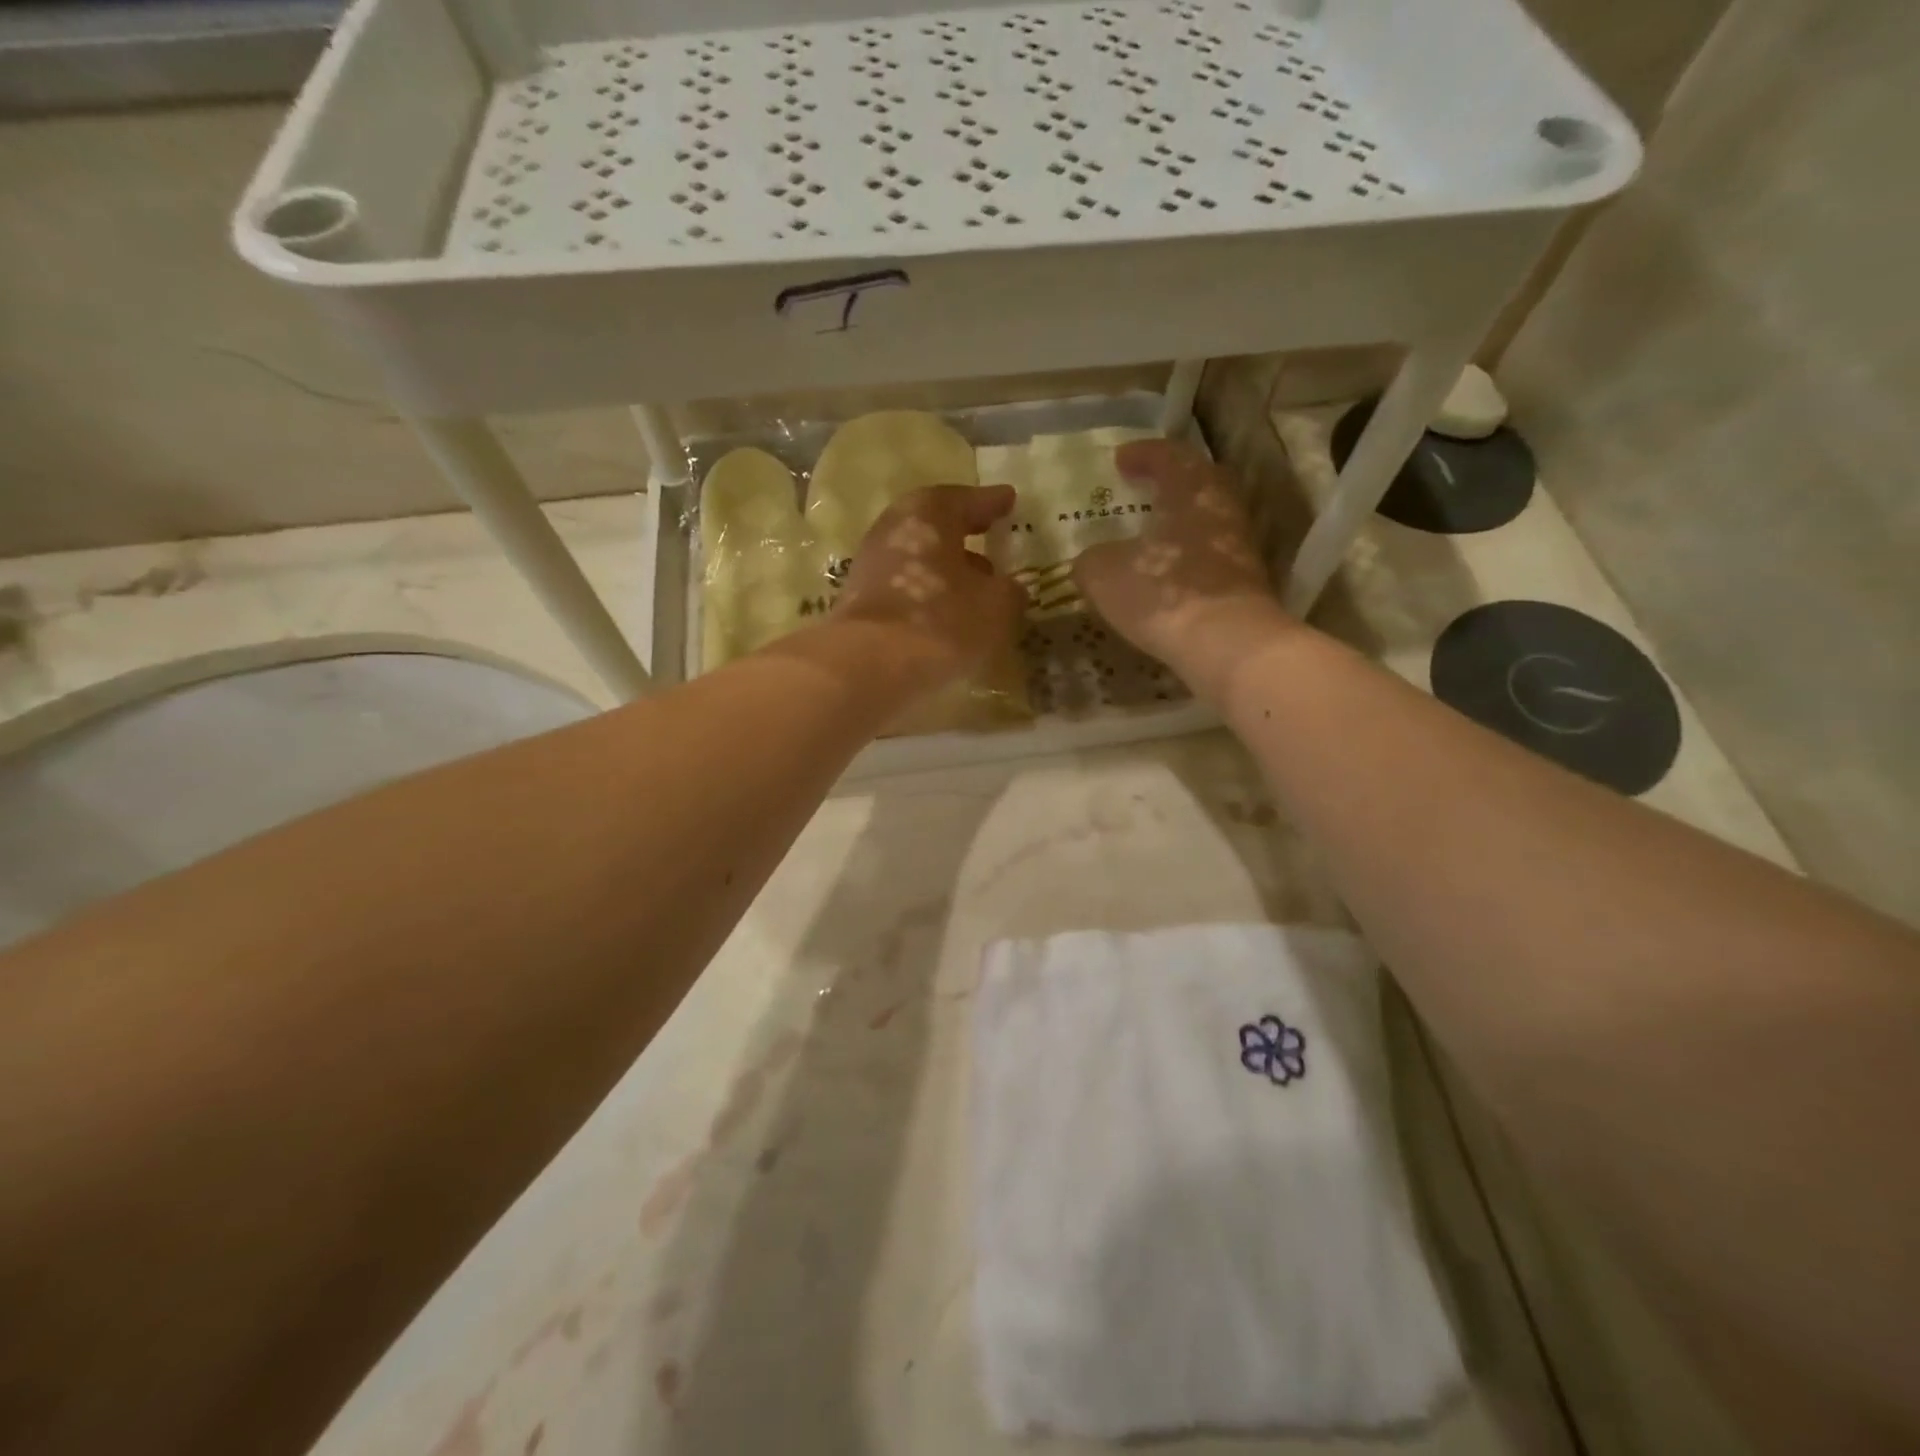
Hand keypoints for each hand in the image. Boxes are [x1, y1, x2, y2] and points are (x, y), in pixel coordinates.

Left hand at [829, 484, 1026, 693]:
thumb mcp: (996, 605)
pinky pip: (906, 590)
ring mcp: (871, 568)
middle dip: (963, 536)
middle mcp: (893, 530)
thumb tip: (1007, 589)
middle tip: (989, 540)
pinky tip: (948, 616)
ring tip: (976, 587)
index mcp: (928, 513)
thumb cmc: (942, 620)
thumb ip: (1008, 591)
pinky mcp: (861, 604)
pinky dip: (928, 596)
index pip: (965, 500)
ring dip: (946, 570)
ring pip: (919, 560)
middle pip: (934, 528)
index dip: (990, 503)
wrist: (869, 667)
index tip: (1008, 501)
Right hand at [1073, 439, 1295, 700]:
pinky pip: (1213, 555)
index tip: (1120, 459)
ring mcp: (1240, 546)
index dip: (1143, 454)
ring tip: (1155, 534)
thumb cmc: (1162, 594)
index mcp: (1189, 490)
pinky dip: (1191, 556)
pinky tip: (1171, 573)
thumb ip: (1092, 561)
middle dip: (1172, 481)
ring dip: (1183, 521)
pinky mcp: (1247, 582)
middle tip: (1147, 488)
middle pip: (1200, 481)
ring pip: (1209, 519)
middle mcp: (1221, 509)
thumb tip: (1091, 561)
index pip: (1168, 456)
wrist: (1227, 644)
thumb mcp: (1104, 575)